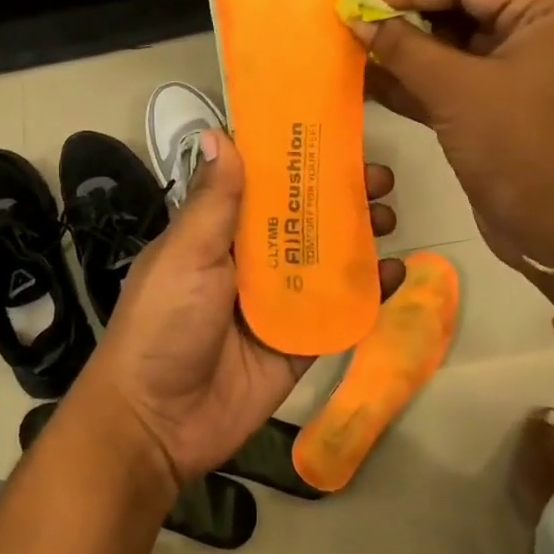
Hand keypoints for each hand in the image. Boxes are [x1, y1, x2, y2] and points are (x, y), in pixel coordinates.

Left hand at [80, 130, 400, 486]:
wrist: (157, 421)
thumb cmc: (164, 323)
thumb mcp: (185, 255)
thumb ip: (212, 201)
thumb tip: (218, 132)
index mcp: (217, 234)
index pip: (261, 185)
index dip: (296, 160)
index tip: (334, 134)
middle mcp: (248, 262)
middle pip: (302, 219)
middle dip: (339, 196)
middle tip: (379, 177)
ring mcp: (276, 303)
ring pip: (325, 261)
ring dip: (358, 237)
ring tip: (389, 215)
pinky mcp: (297, 344)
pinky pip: (337, 312)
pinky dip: (368, 293)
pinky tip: (396, 272)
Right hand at [348, 0, 553, 303]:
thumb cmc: (522, 148)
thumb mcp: (458, 91)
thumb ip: (403, 48)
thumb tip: (356, 16)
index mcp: (544, 12)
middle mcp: (533, 34)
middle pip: (456, 9)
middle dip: (402, 16)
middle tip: (347, 18)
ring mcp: (514, 74)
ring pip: (447, 49)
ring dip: (401, 50)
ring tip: (348, 45)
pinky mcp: (494, 110)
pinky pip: (447, 83)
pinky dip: (411, 83)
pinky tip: (366, 81)